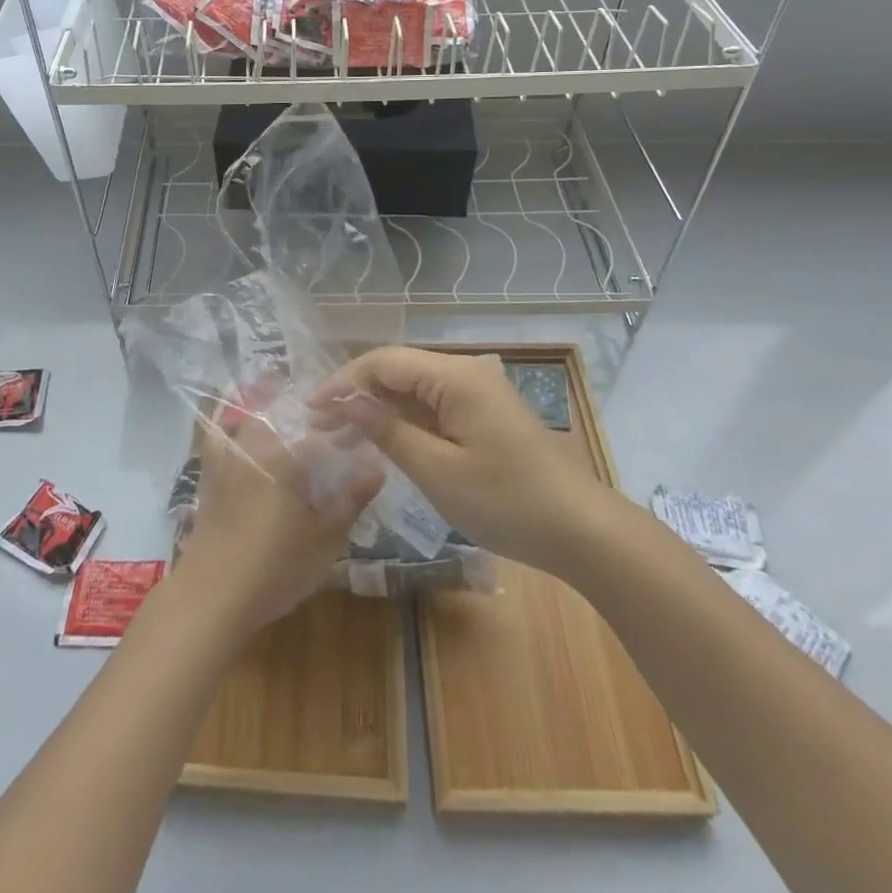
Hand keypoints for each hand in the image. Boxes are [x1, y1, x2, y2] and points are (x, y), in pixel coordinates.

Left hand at [170, 403, 381, 643]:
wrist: (213, 595)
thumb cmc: (276, 566)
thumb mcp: (325, 539)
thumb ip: (350, 500)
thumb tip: (377, 468)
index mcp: (284, 455)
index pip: (319, 432)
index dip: (341, 431)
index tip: (358, 436)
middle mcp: (253, 447)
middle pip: (280, 417)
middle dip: (303, 419)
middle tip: (323, 434)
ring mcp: (225, 460)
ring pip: (247, 423)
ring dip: (267, 422)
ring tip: (286, 435)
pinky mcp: (208, 478)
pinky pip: (221, 441)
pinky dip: (233, 435)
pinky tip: (247, 451)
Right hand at [311, 346, 607, 574]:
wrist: (580, 530)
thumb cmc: (506, 501)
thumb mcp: (437, 471)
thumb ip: (389, 431)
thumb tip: (348, 402)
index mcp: (455, 376)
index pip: (383, 362)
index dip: (343, 381)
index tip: (311, 409)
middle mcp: (465, 373)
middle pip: (397, 371)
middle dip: (356, 395)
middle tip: (319, 427)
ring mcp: (477, 393)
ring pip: (413, 389)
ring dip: (377, 409)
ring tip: (340, 436)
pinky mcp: (484, 415)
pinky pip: (433, 407)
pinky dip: (404, 421)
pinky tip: (381, 441)